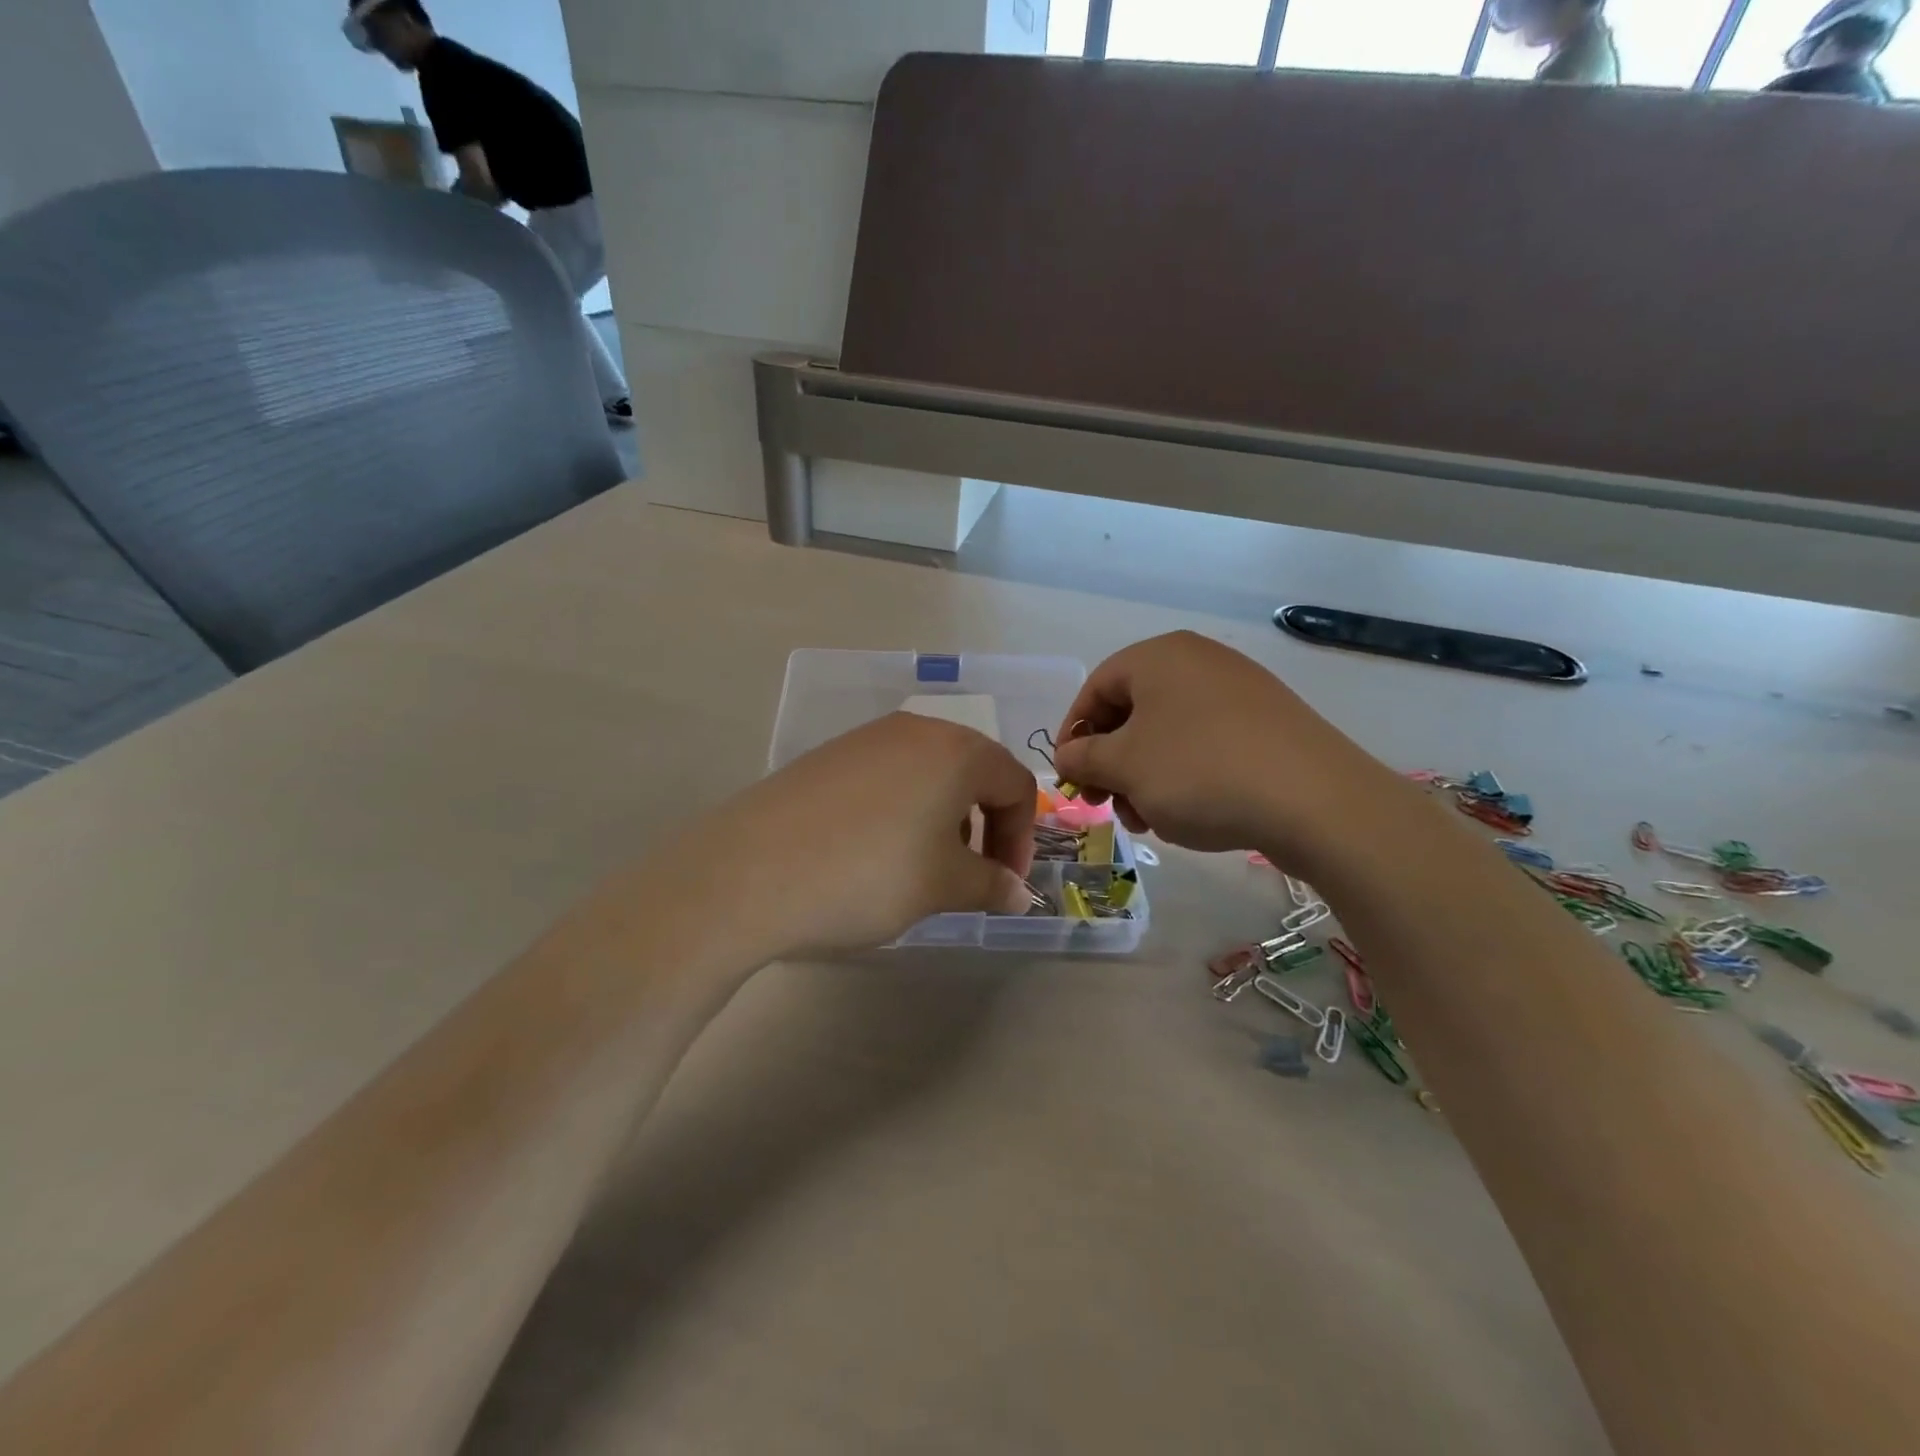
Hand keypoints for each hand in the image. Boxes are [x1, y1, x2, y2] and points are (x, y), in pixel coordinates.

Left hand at [694, 713, 1037, 955]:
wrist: (750, 872)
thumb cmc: (869, 874)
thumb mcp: (942, 886)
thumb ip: (992, 885)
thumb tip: (1020, 894)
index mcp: (955, 750)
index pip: (1016, 785)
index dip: (1021, 838)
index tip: (1005, 883)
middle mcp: (914, 730)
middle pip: (972, 772)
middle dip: (984, 825)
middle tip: (969, 875)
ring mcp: (865, 739)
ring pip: (928, 773)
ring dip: (942, 818)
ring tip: (920, 867)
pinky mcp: (827, 756)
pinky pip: (886, 777)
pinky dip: (901, 810)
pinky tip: (873, 851)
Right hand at [1052, 631, 1395, 862]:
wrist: (1315, 801)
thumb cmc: (1200, 772)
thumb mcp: (1125, 767)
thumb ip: (1083, 757)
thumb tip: (1067, 755)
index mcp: (1159, 656)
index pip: (1095, 688)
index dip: (1073, 733)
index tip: (1069, 775)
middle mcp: (1199, 661)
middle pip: (1133, 711)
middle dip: (1112, 763)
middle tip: (1108, 805)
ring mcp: (1239, 690)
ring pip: (1169, 733)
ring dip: (1146, 776)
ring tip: (1150, 819)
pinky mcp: (1268, 723)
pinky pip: (1206, 743)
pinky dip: (1185, 775)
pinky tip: (1191, 813)